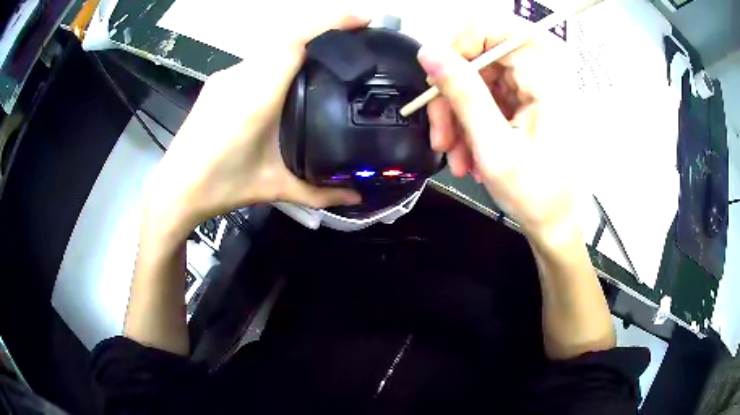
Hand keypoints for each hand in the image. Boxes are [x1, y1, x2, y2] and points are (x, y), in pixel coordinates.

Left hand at [144, 14, 366, 238]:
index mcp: (256, 96)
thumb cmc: (220, 187)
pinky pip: (257, 59)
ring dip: (302, 42)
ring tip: (329, 51)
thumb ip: (319, 192)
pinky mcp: (219, 82)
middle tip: (356, 33)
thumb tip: (357, 197)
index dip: (331, 23)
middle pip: (287, 37)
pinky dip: (281, 56)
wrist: (176, 190)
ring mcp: (226, 76)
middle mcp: (240, 76)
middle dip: (324, 28)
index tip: (362, 19)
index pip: (296, 43)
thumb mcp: (273, 188)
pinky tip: (291, 72)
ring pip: (271, 46)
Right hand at [420, 18, 576, 237]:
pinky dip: (471, 123)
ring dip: (459, 115)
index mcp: (544, 77)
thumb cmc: (536, 194)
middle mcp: (541, 75)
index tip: (439, 82)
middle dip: (453, 95)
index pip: (491, 30)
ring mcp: (532, 89)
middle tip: (441, 134)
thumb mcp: (494, 146)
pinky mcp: (525, 103)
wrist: (556, 223)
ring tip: (455, 155)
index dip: (458, 48)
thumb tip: (429, 53)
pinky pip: (487, 98)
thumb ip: (462, 93)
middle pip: (480, 58)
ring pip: (478, 80)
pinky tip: (468, 152)